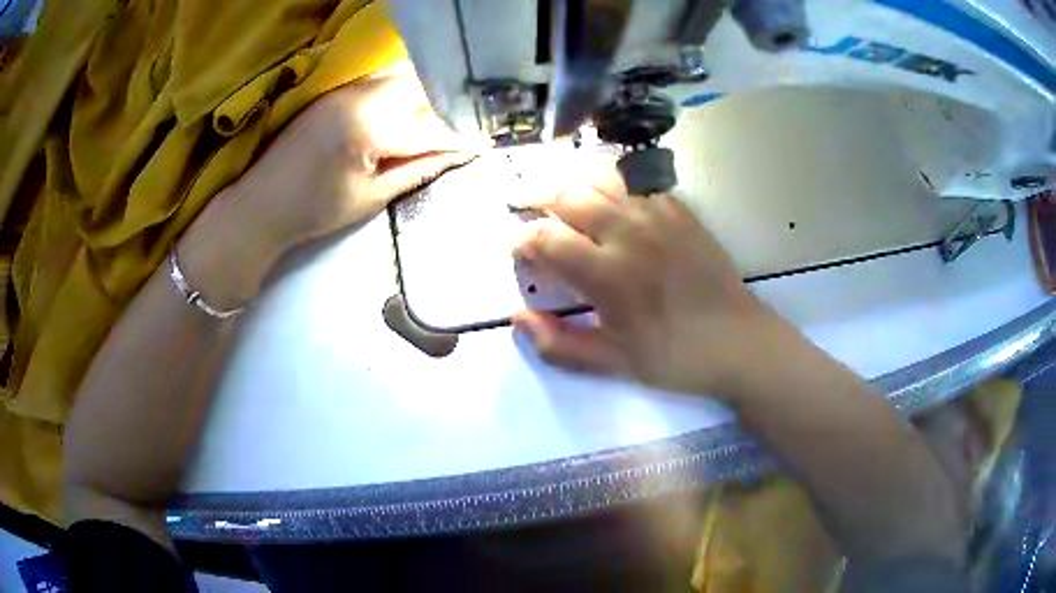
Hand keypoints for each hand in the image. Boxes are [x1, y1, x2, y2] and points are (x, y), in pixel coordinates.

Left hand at [232, 70, 478, 249]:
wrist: (262, 204)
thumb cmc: (315, 210)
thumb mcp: (371, 198)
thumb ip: (416, 171)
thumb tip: (455, 157)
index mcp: (370, 130)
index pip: (429, 129)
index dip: (457, 140)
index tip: (478, 147)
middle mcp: (361, 99)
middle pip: (419, 88)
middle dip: (443, 107)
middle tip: (455, 130)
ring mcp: (345, 91)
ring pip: (398, 78)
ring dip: (420, 94)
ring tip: (430, 120)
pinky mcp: (333, 92)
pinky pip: (376, 81)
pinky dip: (396, 92)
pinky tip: (398, 112)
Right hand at [513, 164, 777, 396]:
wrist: (738, 342)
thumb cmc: (675, 357)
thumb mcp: (614, 363)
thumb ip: (560, 345)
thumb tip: (517, 320)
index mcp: (608, 274)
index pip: (546, 239)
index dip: (522, 240)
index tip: (516, 249)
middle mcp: (628, 232)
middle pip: (566, 195)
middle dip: (534, 196)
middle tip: (520, 203)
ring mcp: (657, 214)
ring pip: (600, 176)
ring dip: (569, 179)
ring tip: (555, 188)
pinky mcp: (679, 209)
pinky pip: (637, 178)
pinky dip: (610, 177)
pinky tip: (603, 188)